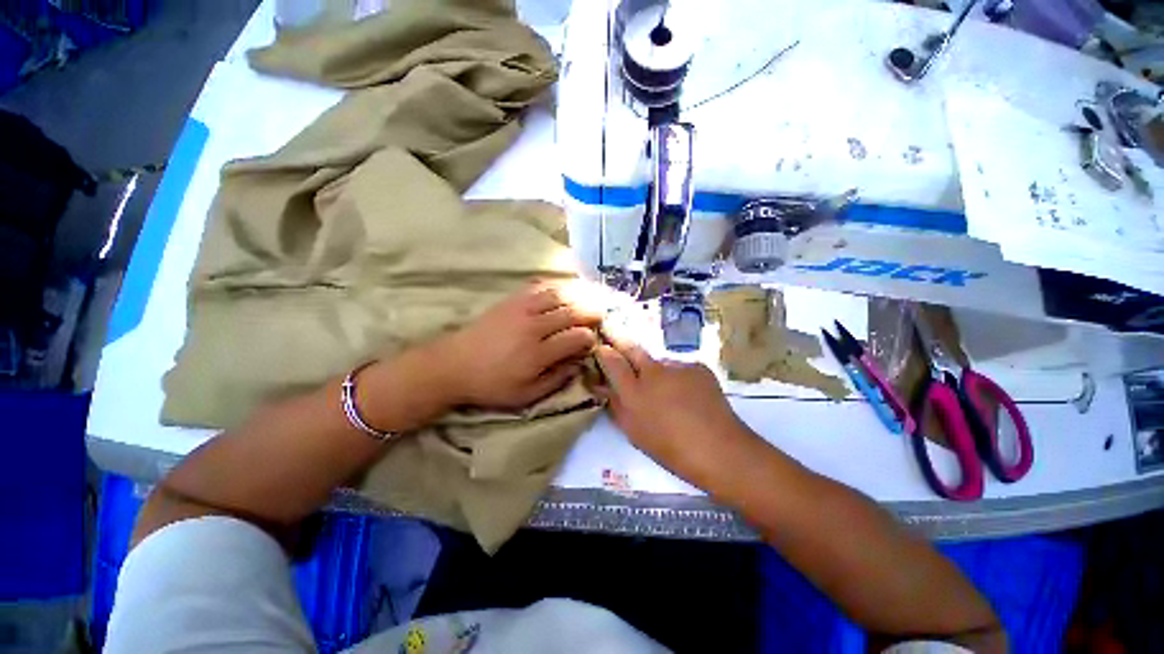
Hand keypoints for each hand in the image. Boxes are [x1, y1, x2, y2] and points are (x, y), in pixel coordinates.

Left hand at [436, 283, 602, 409]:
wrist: (453, 365)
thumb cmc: (491, 384)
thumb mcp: (525, 395)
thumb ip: (556, 380)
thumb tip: (578, 364)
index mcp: (538, 354)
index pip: (576, 338)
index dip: (590, 337)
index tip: (593, 340)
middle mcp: (533, 327)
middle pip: (571, 312)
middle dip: (591, 312)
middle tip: (602, 313)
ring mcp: (521, 309)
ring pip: (558, 295)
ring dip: (577, 295)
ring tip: (589, 296)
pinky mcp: (510, 301)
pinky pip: (538, 286)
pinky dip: (554, 285)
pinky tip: (563, 287)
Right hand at [593, 335, 759, 485]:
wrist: (720, 449)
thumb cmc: (670, 448)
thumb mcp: (634, 432)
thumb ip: (616, 406)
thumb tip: (604, 388)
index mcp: (633, 391)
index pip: (611, 360)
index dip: (603, 352)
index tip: (600, 350)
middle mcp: (652, 371)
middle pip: (632, 348)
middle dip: (621, 342)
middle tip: (616, 340)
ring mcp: (677, 366)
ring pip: (658, 362)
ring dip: (655, 370)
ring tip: (666, 390)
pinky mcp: (697, 366)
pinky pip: (679, 368)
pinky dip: (678, 377)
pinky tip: (688, 395)